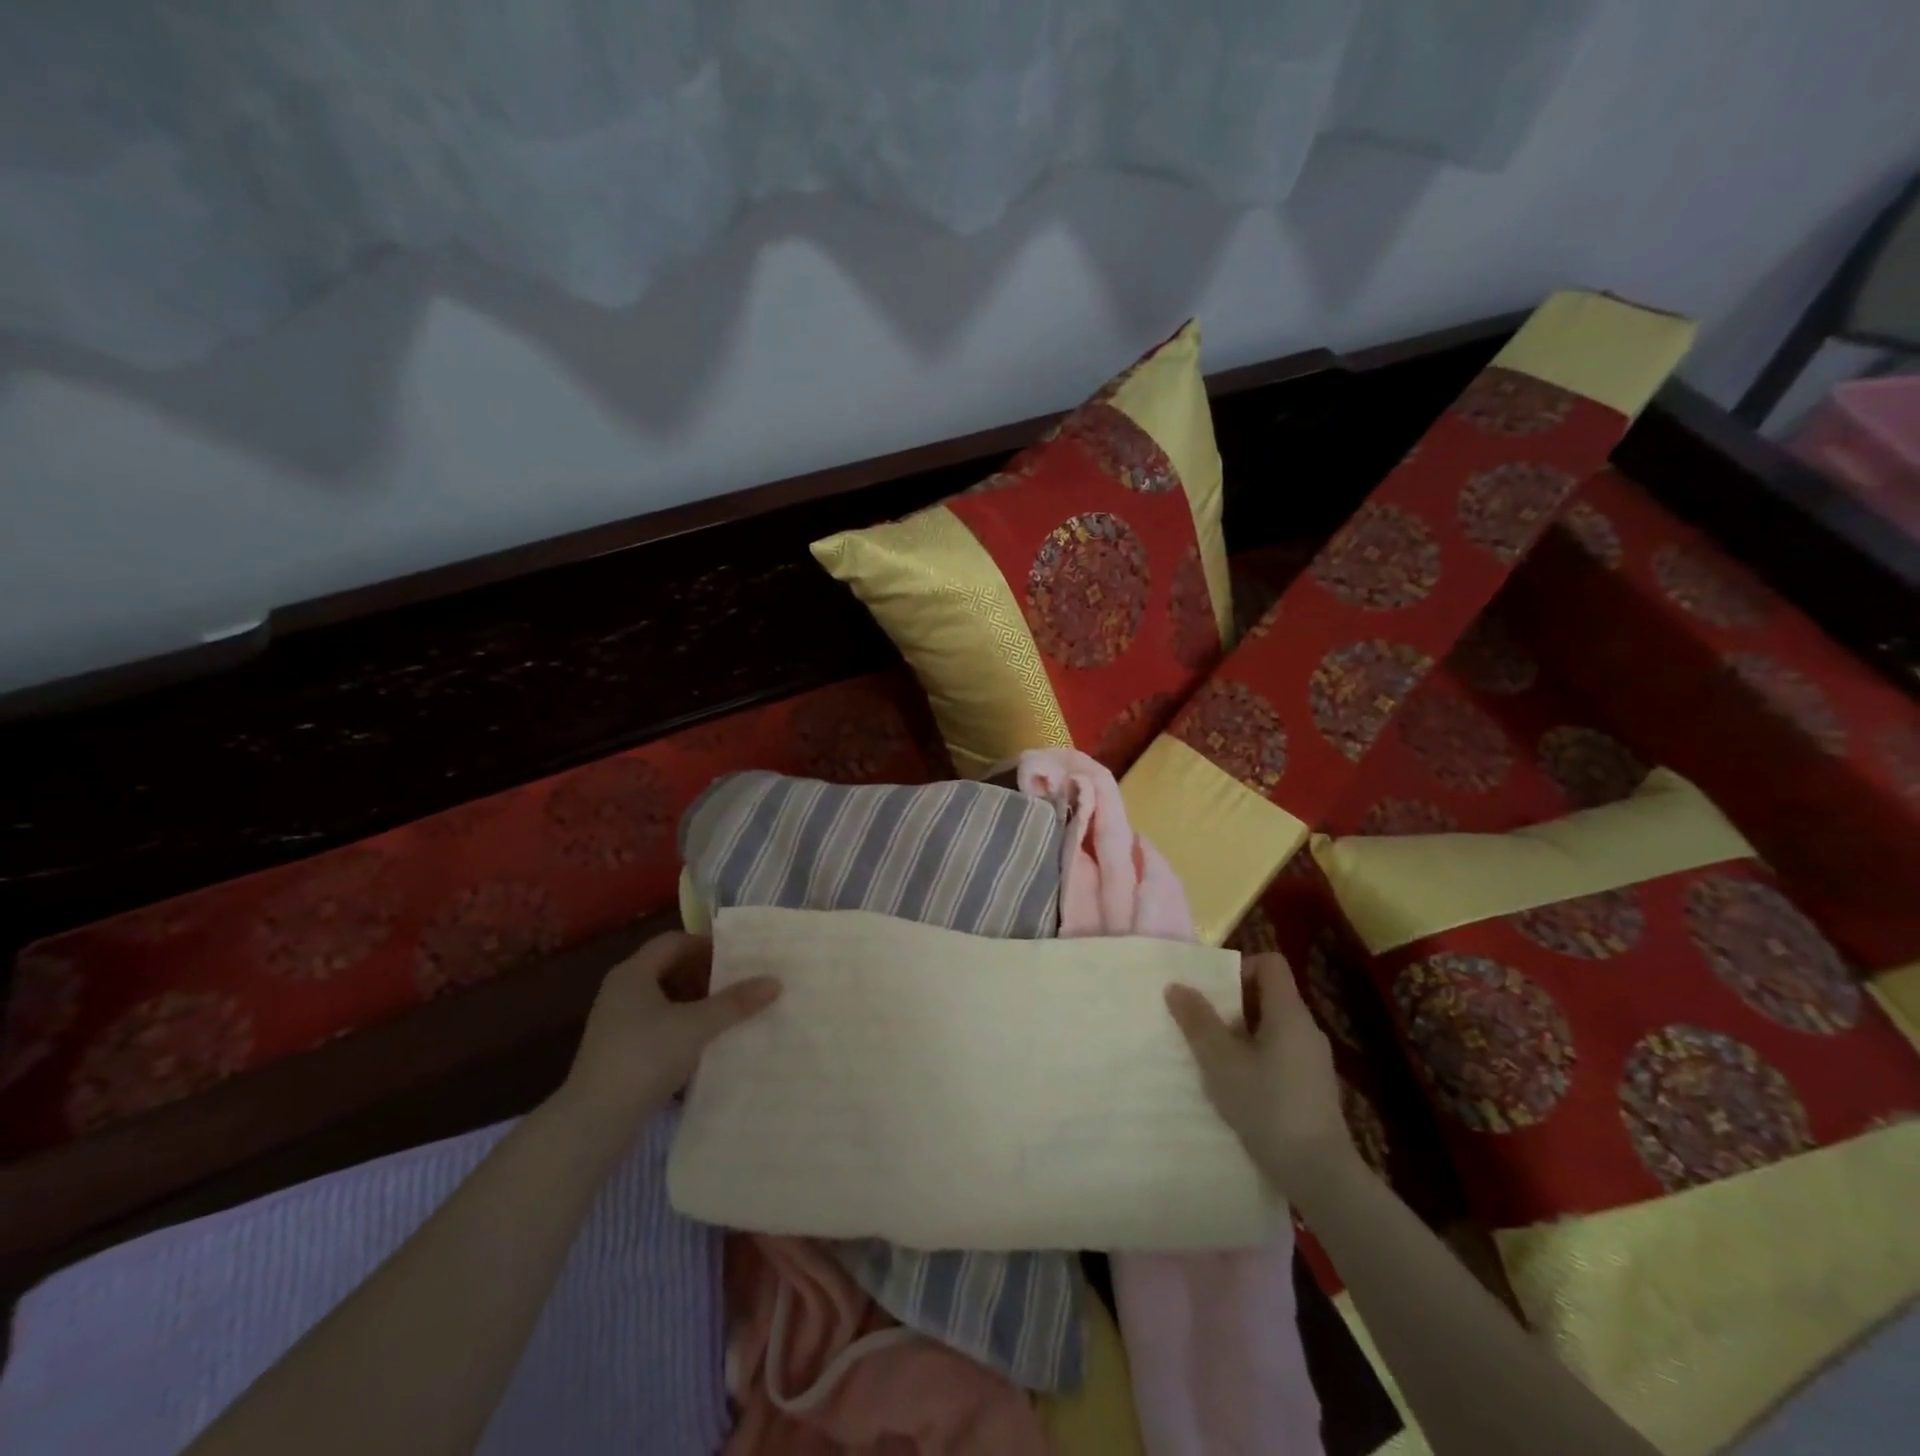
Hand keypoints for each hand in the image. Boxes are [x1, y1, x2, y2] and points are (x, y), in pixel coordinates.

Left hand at [558, 932, 779, 1127]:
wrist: (593, 1122)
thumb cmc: (645, 1057)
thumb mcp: (696, 1026)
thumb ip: (735, 1002)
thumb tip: (775, 981)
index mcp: (633, 973)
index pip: (675, 942)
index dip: (707, 945)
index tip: (739, 958)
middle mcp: (621, 991)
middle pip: (669, 969)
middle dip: (705, 976)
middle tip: (738, 985)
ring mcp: (617, 1023)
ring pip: (665, 999)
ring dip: (696, 1004)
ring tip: (727, 1015)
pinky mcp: (619, 1051)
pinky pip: (658, 1026)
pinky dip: (682, 1028)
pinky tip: (705, 1044)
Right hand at [1166, 951, 1355, 1205]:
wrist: (1320, 1174)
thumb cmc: (1267, 1106)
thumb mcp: (1221, 1062)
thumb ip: (1198, 1021)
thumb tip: (1176, 986)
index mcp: (1289, 1013)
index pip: (1270, 963)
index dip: (1240, 967)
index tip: (1214, 993)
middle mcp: (1307, 1029)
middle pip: (1270, 995)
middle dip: (1233, 1005)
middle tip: (1203, 1026)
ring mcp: (1314, 1060)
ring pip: (1274, 1028)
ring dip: (1243, 1035)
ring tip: (1215, 1059)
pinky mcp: (1314, 1088)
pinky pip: (1282, 1055)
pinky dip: (1258, 1059)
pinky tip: (1238, 1088)